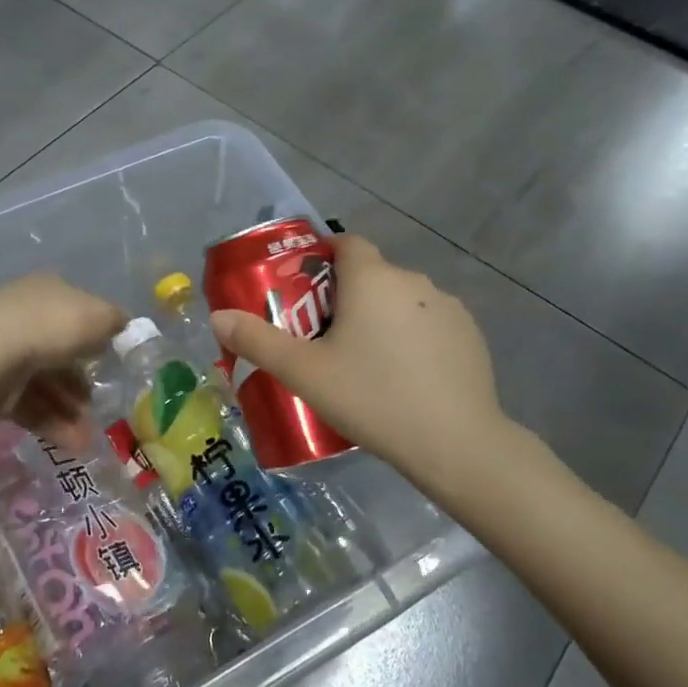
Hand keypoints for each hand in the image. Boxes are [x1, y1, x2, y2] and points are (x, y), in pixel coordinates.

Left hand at [0, 274, 127, 449]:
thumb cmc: (50, 328)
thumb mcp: (99, 316)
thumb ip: (115, 321)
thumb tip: (119, 326)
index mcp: (47, 290)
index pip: (76, 311)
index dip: (96, 336)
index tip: (111, 362)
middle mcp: (24, 316)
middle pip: (61, 353)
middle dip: (83, 386)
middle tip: (102, 409)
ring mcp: (3, 353)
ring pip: (46, 384)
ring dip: (71, 412)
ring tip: (87, 440)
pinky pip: (28, 405)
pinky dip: (51, 424)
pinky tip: (71, 443)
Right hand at [209, 236, 511, 490]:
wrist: (454, 443)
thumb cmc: (372, 397)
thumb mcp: (305, 373)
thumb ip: (258, 341)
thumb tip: (217, 316)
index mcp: (371, 278)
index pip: (346, 243)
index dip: (323, 255)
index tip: (306, 286)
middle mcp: (412, 281)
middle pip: (372, 275)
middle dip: (347, 297)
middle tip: (326, 339)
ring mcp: (448, 307)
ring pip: (402, 301)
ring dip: (383, 318)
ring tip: (367, 363)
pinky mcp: (470, 334)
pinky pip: (430, 324)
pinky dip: (414, 338)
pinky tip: (407, 377)